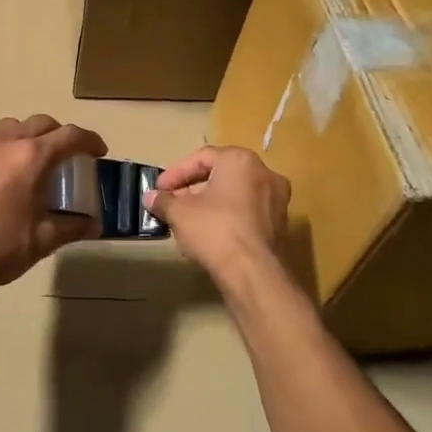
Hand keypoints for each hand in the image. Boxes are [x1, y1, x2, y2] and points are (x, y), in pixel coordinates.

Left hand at [0, 115, 108, 292]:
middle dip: (57, 135)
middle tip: (64, 156)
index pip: (70, 136)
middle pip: (38, 123)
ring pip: (5, 128)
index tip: (98, 152)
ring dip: (22, 138)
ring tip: (24, 161)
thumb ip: (71, 227)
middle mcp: (2, 141)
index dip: (89, 141)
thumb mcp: (41, 241)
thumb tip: (94, 224)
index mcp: (30, 157)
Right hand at [146, 146, 289, 285]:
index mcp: (240, 160)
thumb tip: (151, 198)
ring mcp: (277, 200)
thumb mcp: (180, 213)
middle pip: (221, 173)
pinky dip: (227, 216)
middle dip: (192, 188)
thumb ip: (164, 201)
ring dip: (210, 203)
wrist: (254, 273)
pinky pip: (247, 212)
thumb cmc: (215, 230)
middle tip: (172, 203)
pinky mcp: (280, 225)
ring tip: (187, 219)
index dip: (176, 173)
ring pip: (235, 193)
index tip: (159, 189)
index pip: (202, 157)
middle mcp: (265, 173)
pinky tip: (209, 234)